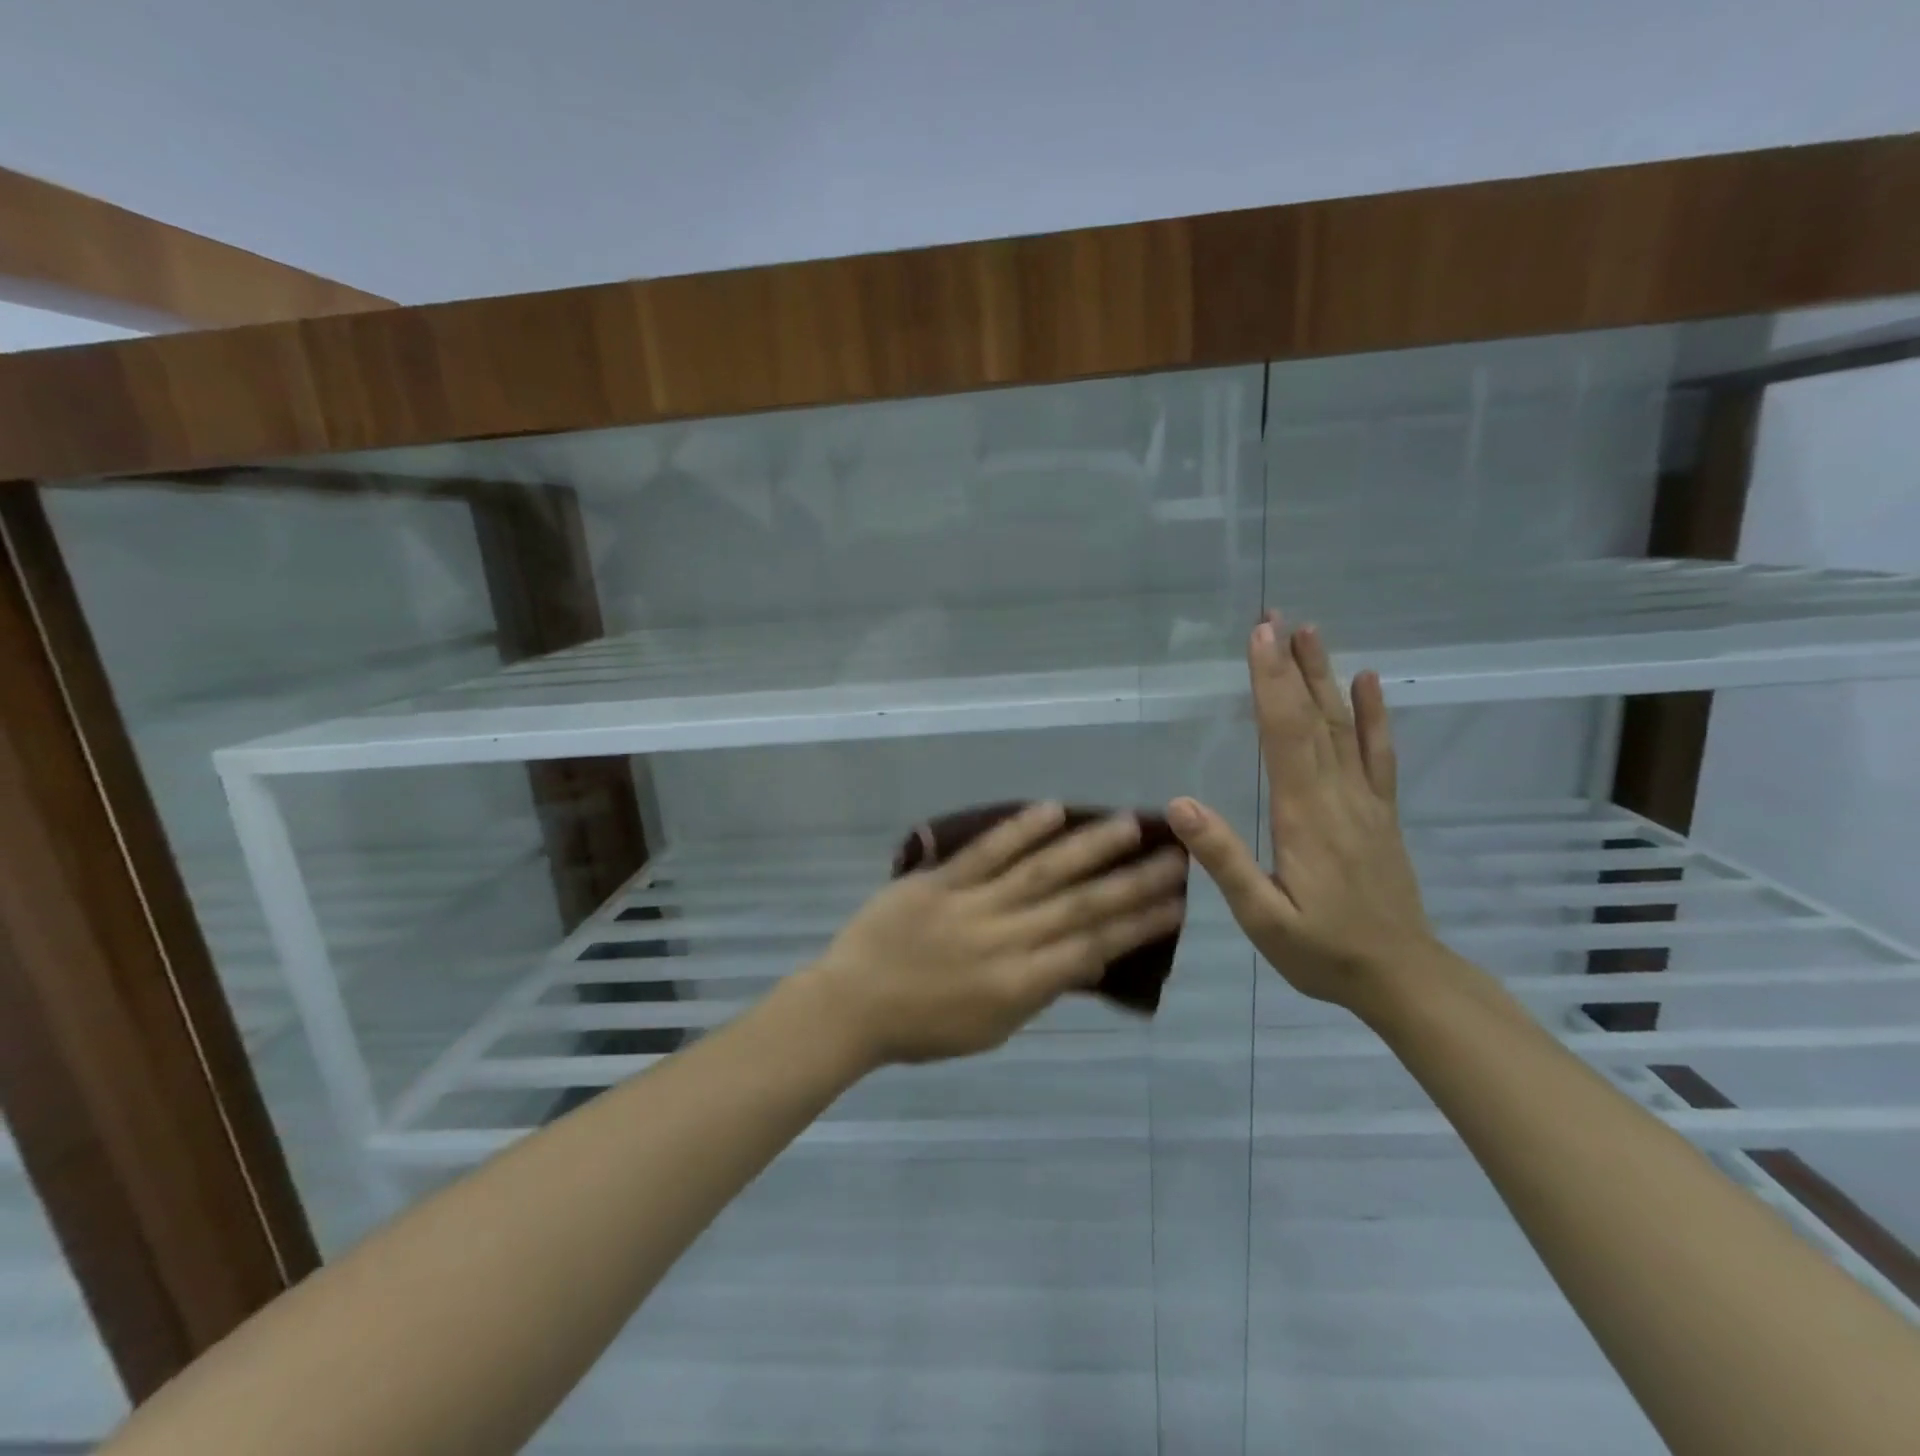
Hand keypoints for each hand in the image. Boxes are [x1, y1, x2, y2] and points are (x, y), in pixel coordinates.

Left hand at [805, 803, 1188, 1064]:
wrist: (852, 1005)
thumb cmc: (924, 1027)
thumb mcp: (993, 1028)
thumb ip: (1041, 989)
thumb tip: (1089, 955)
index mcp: (1019, 984)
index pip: (1093, 947)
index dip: (1139, 925)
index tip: (1177, 903)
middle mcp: (1005, 940)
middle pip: (1079, 906)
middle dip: (1131, 882)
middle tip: (1174, 858)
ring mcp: (971, 906)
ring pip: (1040, 872)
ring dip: (1087, 847)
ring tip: (1128, 825)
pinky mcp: (939, 881)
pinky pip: (985, 853)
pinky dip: (1019, 830)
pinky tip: (1052, 809)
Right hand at [1167, 614, 1434, 1010]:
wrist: (1403, 978)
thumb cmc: (1323, 951)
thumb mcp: (1263, 918)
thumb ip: (1225, 860)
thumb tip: (1181, 805)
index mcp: (1304, 816)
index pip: (1285, 736)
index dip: (1270, 684)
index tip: (1259, 638)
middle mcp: (1338, 796)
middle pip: (1314, 719)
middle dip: (1292, 666)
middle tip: (1276, 617)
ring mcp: (1365, 802)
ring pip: (1345, 728)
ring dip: (1325, 678)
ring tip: (1311, 633)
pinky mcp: (1380, 814)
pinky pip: (1378, 755)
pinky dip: (1374, 716)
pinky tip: (1368, 683)